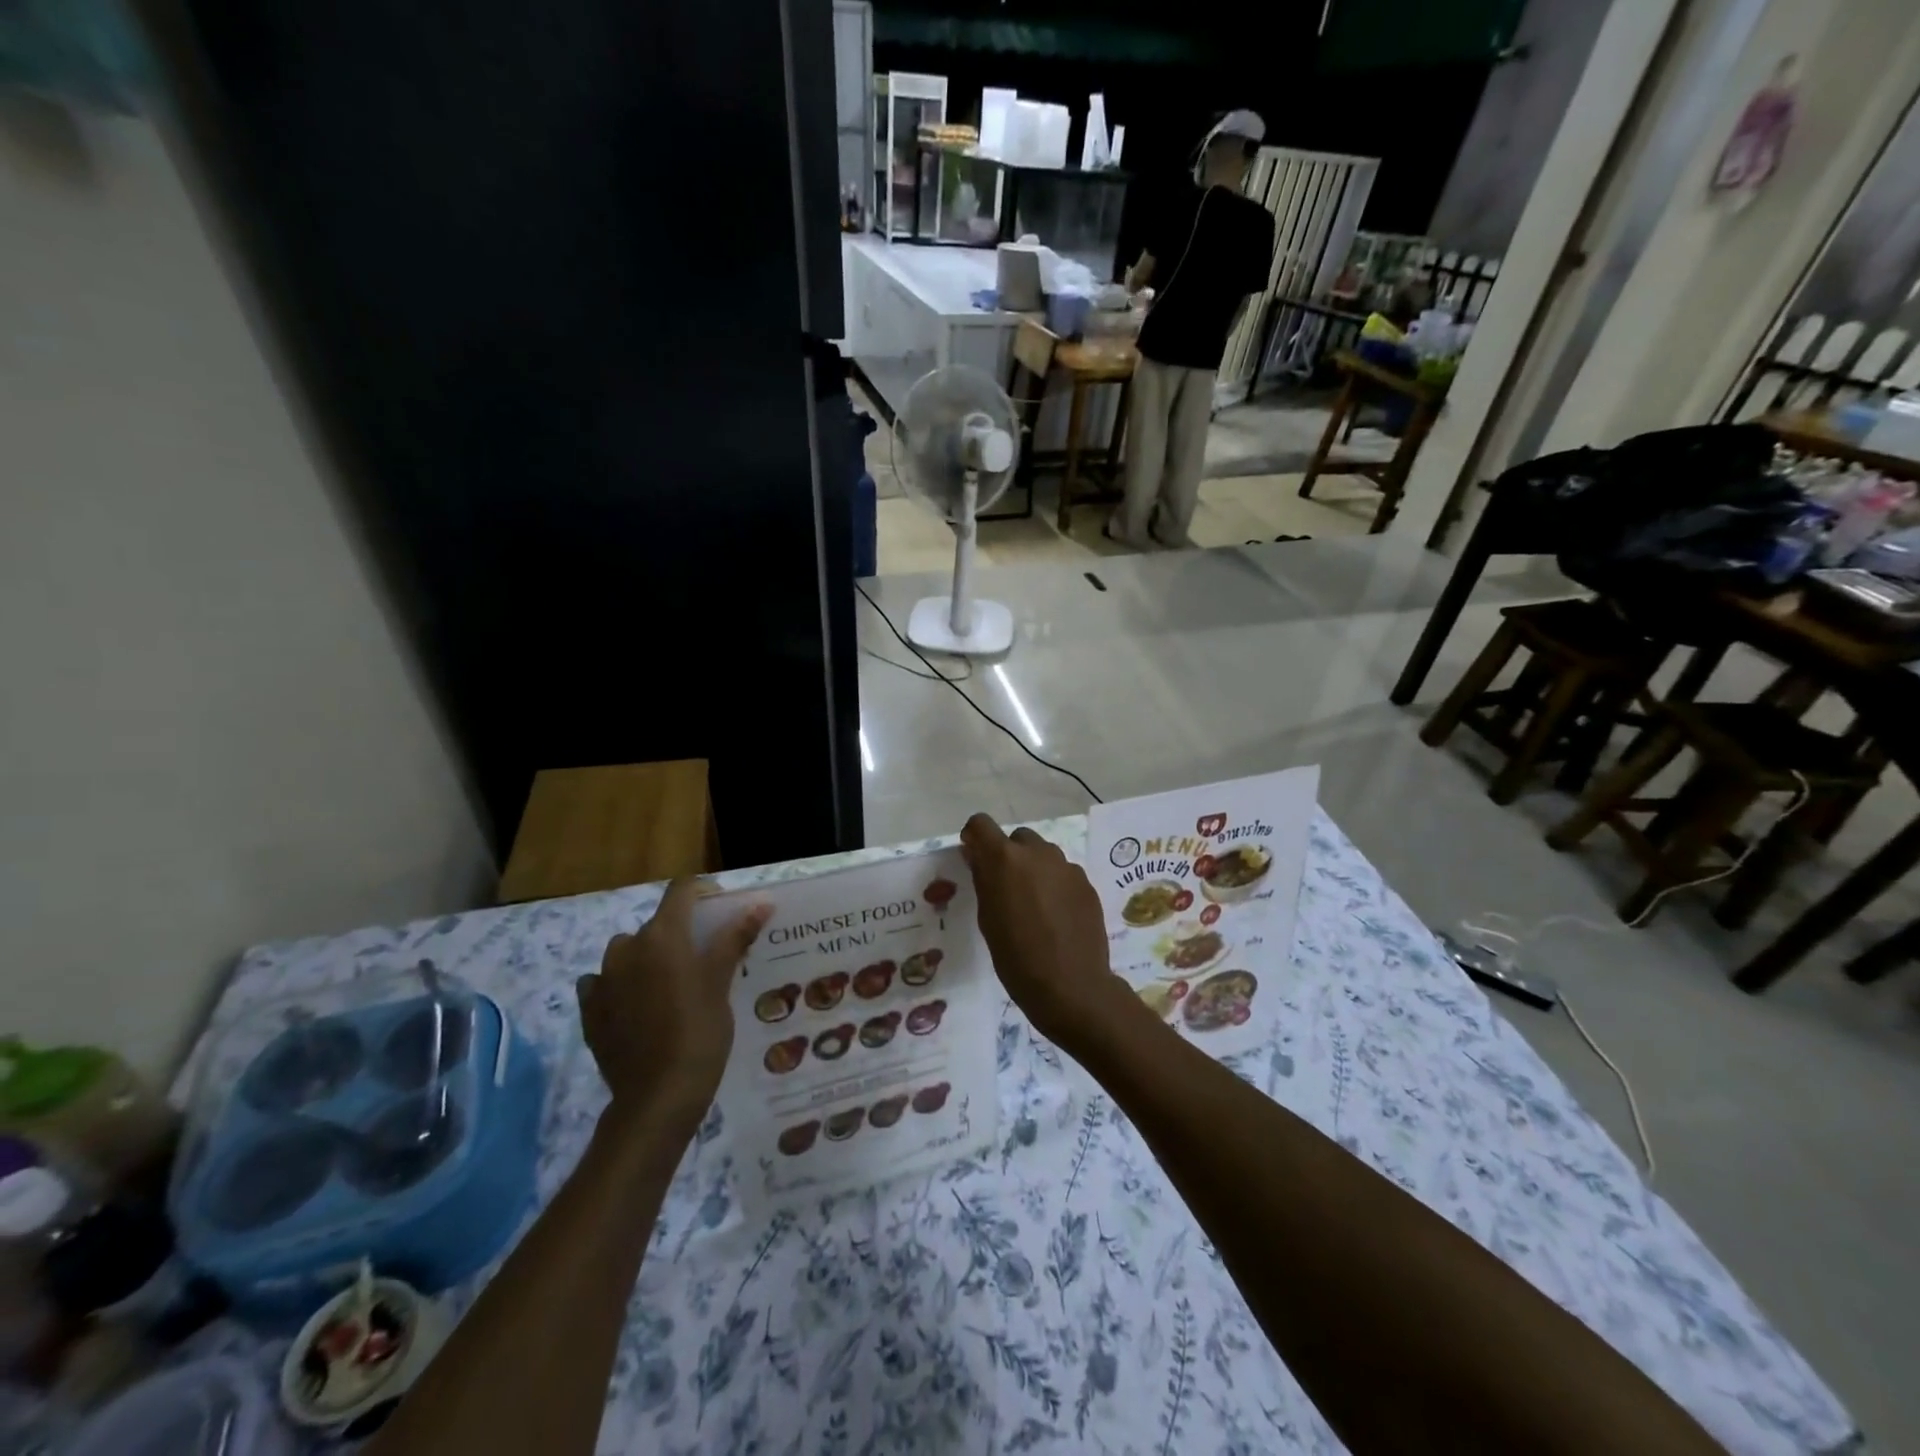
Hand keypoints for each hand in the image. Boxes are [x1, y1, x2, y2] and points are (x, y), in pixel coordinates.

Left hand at [577, 879, 770, 1121]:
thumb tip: (761, 903)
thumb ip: (736, 937)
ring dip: (647, 958)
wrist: (657, 1096)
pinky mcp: (589, 1011)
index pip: (681, 890)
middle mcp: (627, 948)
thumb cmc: (699, 1031)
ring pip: (628, 952)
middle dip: (680, 932)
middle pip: (656, 923)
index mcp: (662, 935)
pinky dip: (621, 985)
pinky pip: (604, 983)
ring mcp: (603, 980)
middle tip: (705, 959)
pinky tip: (638, 1007)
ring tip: (671, 985)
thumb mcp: (722, 981)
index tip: (722, 911)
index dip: (703, 892)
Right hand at [960, 814, 1134, 1046]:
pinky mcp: (1087, 883)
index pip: (981, 824)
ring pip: (1043, 854)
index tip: (974, 857)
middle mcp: (1038, 852)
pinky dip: (1055, 885)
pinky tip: (1056, 916)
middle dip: (1008, 855)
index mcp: (1005, 859)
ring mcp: (1066, 866)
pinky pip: (1063, 873)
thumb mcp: (987, 919)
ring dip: (1034, 869)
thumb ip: (983, 879)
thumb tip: (976, 855)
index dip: (974, 837)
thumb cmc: (1016, 957)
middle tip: (1006, 888)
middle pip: (1017, 839)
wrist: (1071, 987)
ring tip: (1034, 905)